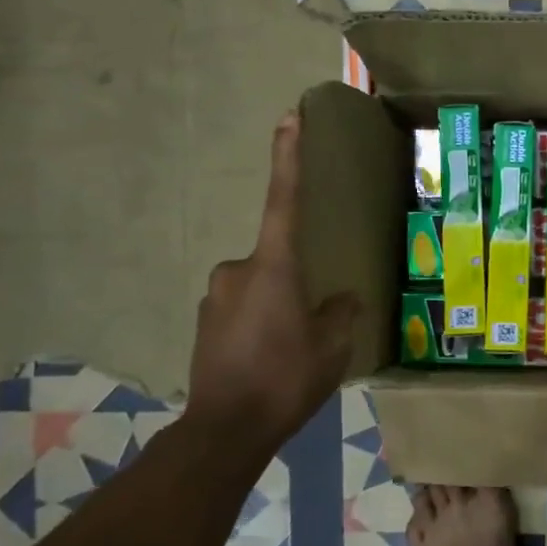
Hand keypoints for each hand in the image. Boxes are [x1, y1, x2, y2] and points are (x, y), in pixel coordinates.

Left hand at [186, 113, 358, 452]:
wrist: (226, 429)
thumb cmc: (287, 377)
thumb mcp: (333, 345)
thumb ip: (341, 312)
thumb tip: (341, 298)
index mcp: (274, 266)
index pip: (283, 199)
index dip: (287, 157)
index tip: (287, 116)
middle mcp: (238, 270)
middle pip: (277, 259)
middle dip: (296, 281)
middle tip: (313, 322)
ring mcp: (216, 296)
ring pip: (259, 287)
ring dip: (278, 306)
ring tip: (293, 349)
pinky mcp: (204, 322)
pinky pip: (243, 309)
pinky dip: (260, 324)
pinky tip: (270, 359)